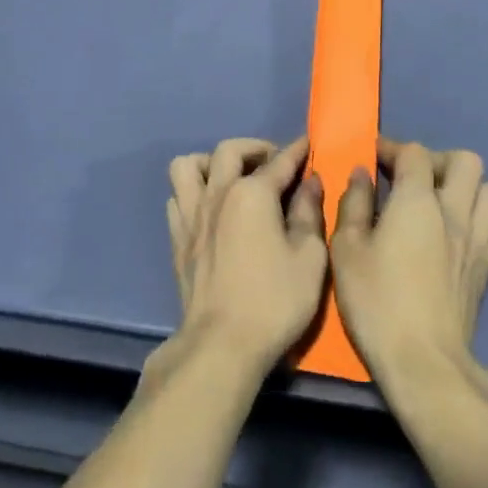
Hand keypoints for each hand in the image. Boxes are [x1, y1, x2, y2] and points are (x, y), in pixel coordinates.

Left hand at [167, 137, 326, 374]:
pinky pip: (177, 198)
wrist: (222, 343)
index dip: (296, 151)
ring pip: (188, 166)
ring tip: (231, 179)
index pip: (278, 162)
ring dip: (210, 163)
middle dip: (254, 148)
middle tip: (272, 164)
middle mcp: (217, 193)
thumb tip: (310, 183)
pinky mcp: (177, 239)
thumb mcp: (310, 258)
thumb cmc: (275, 301)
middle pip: (228, 150)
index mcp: (251, 193)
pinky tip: (210, 210)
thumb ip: (310, 213)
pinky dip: (192, 194)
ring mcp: (191, 215)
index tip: (307, 143)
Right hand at [332, 138, 487, 398]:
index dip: (392, 147)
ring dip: (469, 187)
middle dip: (438, 160)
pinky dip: (479, 219)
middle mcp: (455, 212)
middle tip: (413, 179)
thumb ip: (354, 205)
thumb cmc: (377, 301)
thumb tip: (361, 175)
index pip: (414, 153)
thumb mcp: (346, 250)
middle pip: (466, 161)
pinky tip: (455, 234)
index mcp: (418, 202)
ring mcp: (478, 240)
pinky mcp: (487, 268)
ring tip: (441, 202)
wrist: (424, 362)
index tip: (373, 156)